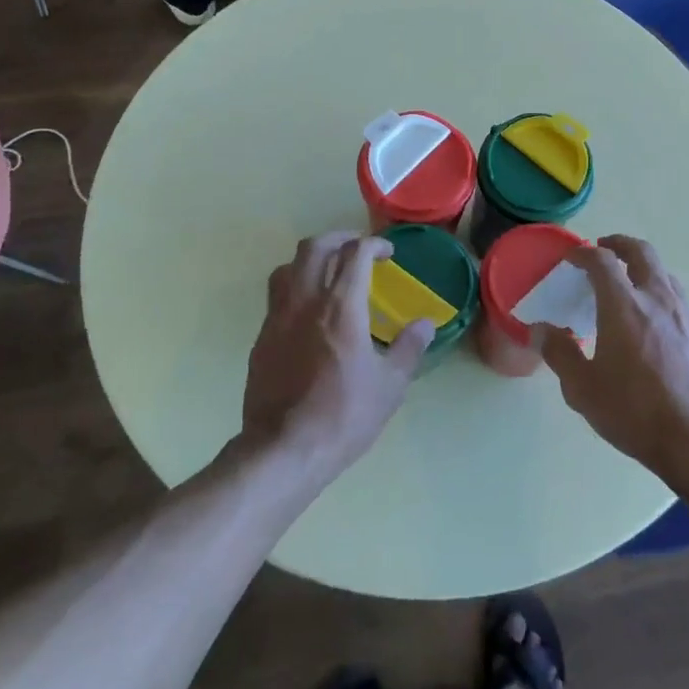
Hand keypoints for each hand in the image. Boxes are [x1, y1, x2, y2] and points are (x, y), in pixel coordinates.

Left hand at [241, 232, 432, 485]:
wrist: (283, 449)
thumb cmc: (343, 415)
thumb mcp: (390, 386)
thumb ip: (409, 348)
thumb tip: (426, 324)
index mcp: (341, 305)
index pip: (355, 254)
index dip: (373, 245)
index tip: (387, 253)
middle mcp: (306, 300)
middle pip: (315, 247)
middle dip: (339, 239)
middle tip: (357, 249)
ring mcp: (278, 317)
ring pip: (288, 266)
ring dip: (311, 258)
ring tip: (328, 271)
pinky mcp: (262, 337)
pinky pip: (276, 296)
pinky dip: (295, 287)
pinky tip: (308, 311)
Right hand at [540, 235, 688, 495]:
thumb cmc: (635, 411)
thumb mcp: (583, 388)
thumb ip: (560, 353)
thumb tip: (540, 330)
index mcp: (624, 305)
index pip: (602, 261)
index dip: (583, 253)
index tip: (571, 257)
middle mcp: (657, 299)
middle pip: (641, 252)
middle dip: (620, 244)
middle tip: (603, 249)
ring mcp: (685, 315)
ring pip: (664, 273)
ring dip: (643, 268)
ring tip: (628, 284)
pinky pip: (678, 299)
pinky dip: (659, 294)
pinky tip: (652, 322)